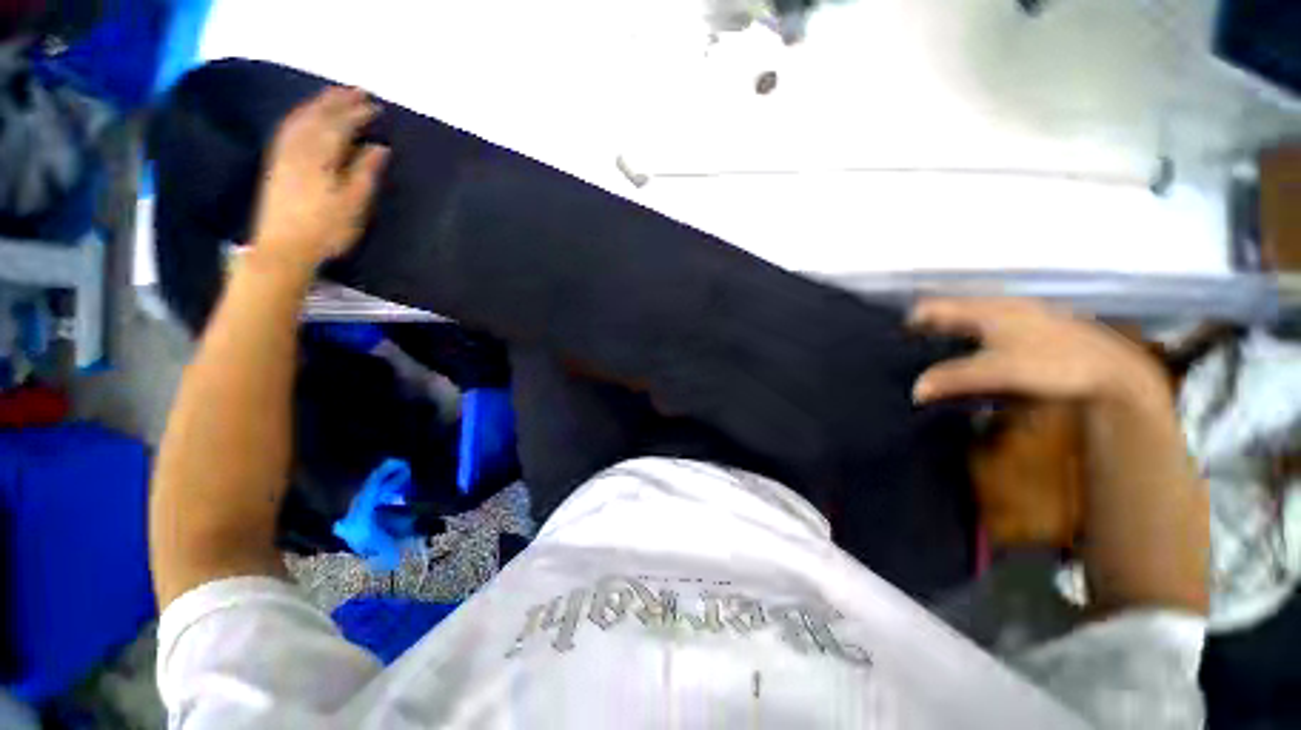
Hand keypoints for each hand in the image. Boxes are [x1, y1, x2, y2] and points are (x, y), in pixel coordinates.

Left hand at [250, 86, 388, 273]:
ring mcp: (284, 154)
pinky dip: (300, 116)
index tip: (375, 106)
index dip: (357, 113)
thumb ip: (364, 172)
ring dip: (318, 104)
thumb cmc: (326, 230)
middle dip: (337, 101)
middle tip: (356, 91)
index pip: (340, 125)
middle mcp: (299, 148)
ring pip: (301, 119)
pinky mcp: (276, 163)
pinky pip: (288, 129)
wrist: (283, 248)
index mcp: (321, 157)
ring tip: (334, 96)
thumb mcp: (353, 204)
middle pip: (318, 116)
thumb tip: (378, 147)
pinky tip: (306, 116)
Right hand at [909, 298, 1167, 406]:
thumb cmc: (1053, 364)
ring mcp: (1018, 317)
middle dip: (927, 328)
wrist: (1113, 373)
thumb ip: (954, 378)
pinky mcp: (1031, 331)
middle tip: (908, 350)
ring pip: (969, 320)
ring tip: (933, 356)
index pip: (934, 307)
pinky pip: (988, 330)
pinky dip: (971, 341)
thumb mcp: (999, 372)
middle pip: (950, 312)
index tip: (894, 341)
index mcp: (988, 309)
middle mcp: (1000, 307)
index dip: (910, 321)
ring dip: (949, 334)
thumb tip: (915, 390)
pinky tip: (972, 358)